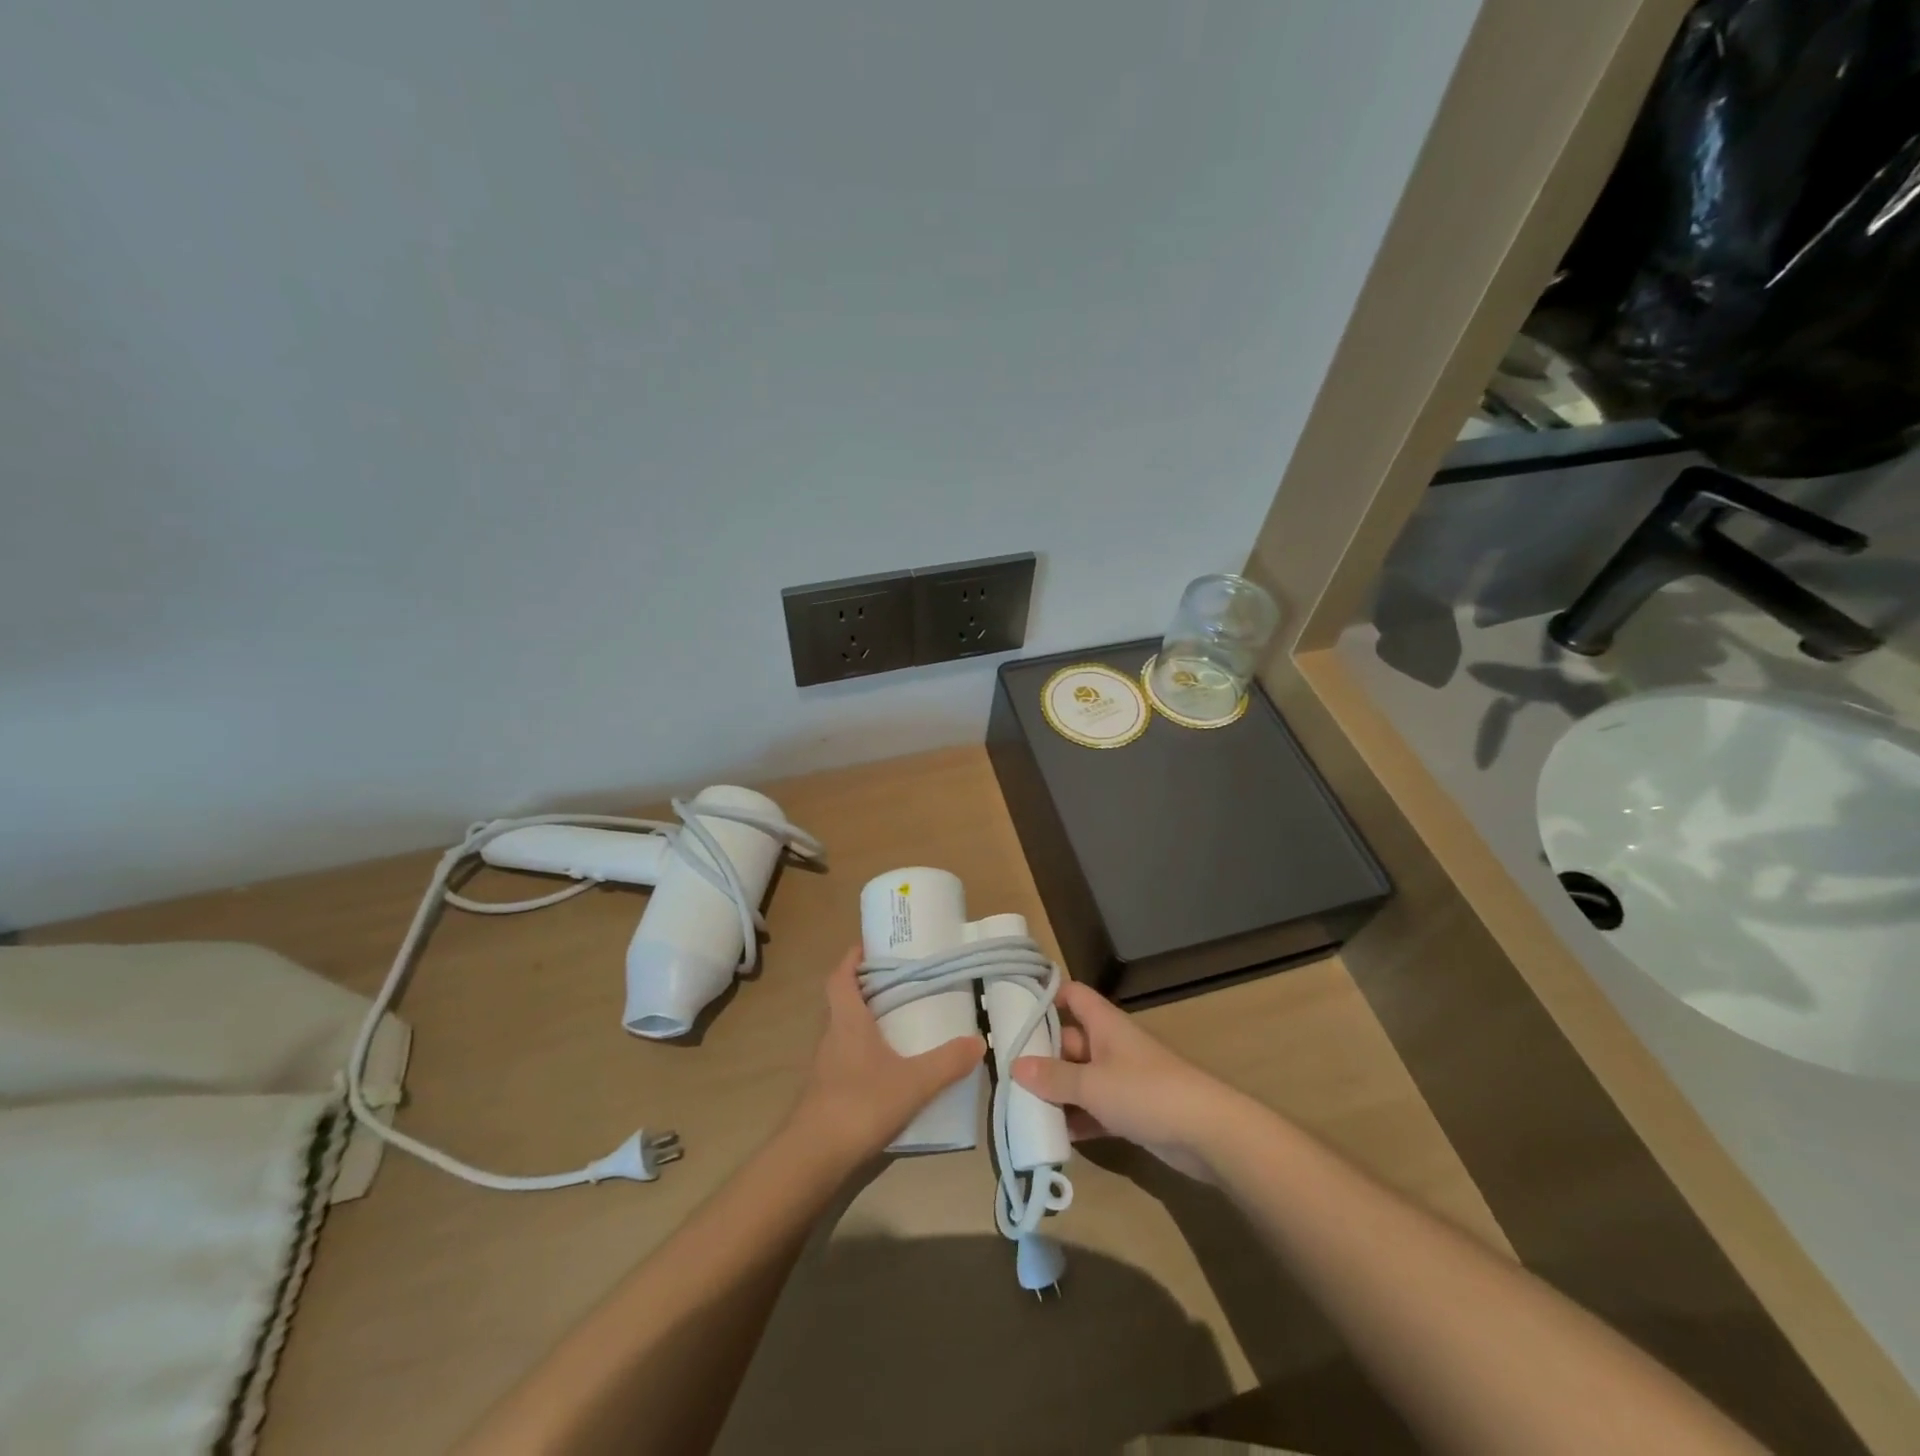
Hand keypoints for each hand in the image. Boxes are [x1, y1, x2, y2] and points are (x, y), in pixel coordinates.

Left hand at [789, 947, 984, 1161]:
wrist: (814, 1156)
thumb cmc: (861, 1104)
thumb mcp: (914, 1082)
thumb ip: (947, 1062)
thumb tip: (979, 1041)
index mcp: (847, 1020)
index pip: (839, 977)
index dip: (851, 959)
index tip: (869, 947)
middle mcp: (832, 1035)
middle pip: (841, 1000)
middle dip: (864, 987)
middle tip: (897, 982)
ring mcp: (825, 1065)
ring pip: (843, 1030)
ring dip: (864, 1020)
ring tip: (897, 1021)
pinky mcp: (826, 1091)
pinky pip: (845, 1057)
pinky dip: (863, 1051)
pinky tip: (886, 1067)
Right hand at [1012, 980, 1236, 1180]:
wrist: (1207, 1133)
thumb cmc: (1145, 1092)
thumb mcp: (1091, 1084)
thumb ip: (1053, 1076)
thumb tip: (1015, 1066)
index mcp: (1104, 1023)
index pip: (1072, 995)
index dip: (1046, 996)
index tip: (1014, 1008)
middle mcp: (1111, 1045)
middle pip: (1070, 1040)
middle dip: (1041, 1055)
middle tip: (1005, 1072)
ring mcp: (1122, 1079)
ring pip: (1080, 1078)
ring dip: (1057, 1092)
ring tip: (1020, 1107)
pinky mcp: (1132, 1111)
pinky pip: (1095, 1109)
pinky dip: (1077, 1119)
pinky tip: (1053, 1136)